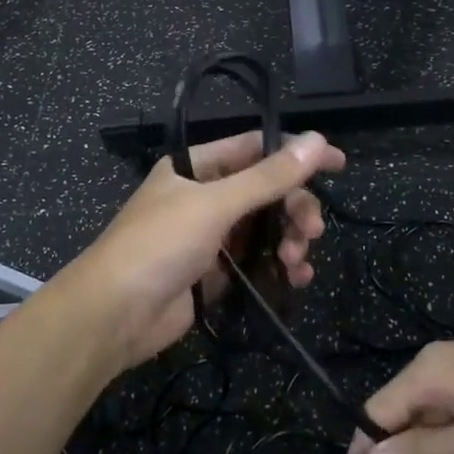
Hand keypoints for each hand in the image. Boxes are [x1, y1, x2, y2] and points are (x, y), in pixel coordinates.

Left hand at [69, 131, 345, 371]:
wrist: (114, 314)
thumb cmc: (159, 245)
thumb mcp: (215, 204)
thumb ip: (268, 176)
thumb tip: (318, 139)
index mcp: (196, 167)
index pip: (255, 147)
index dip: (296, 153)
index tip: (338, 163)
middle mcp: (204, 196)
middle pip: (266, 191)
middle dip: (294, 208)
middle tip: (313, 230)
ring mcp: (210, 236)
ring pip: (266, 227)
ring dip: (290, 240)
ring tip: (298, 262)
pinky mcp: (216, 272)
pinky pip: (258, 260)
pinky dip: (279, 266)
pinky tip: (296, 278)